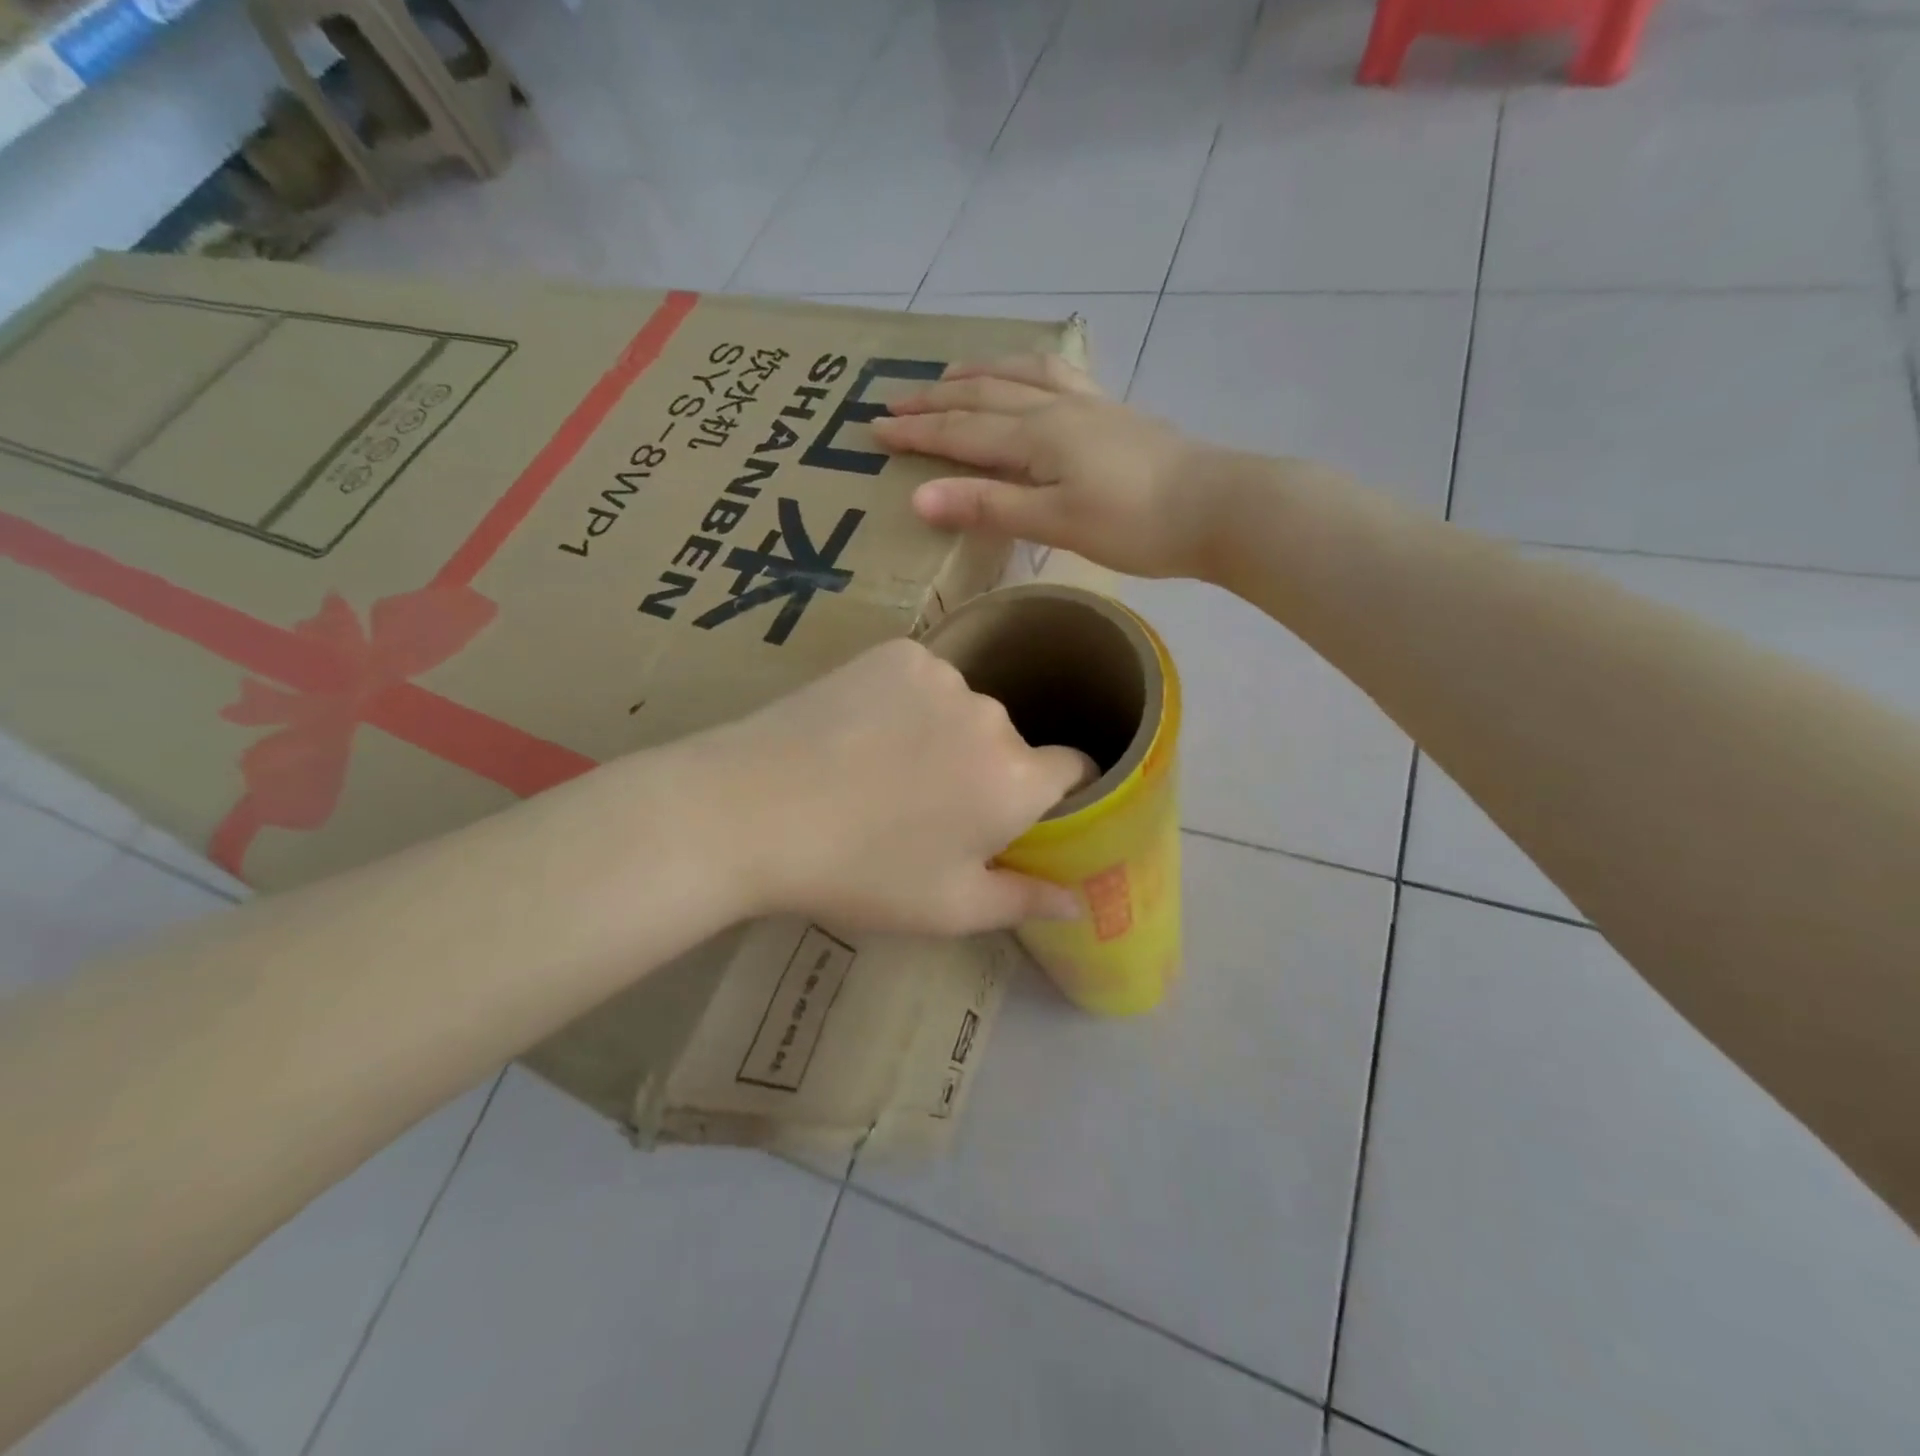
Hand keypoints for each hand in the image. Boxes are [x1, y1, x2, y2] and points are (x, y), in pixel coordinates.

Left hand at [693, 639, 1089, 935]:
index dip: (1059, 792)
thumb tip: (1080, 902)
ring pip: (965, 710)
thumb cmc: (858, 871)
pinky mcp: (896, 652)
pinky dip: (908, 702)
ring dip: (946, 734)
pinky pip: (924, 680)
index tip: (1027, 813)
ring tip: (887, 769)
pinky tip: (863, 731)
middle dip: (988, 772)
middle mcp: (992, 715)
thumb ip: (1024, 901)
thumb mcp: (947, 908)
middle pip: (1011, 743)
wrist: (751, 809)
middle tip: (931, 808)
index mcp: (1016, 779)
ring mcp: (942, 675)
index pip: (1075, 767)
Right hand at [871, 353, 1225, 579]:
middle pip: (984, 396)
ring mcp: (1088, 406)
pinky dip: (1028, 369)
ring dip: (979, 373)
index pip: (961, 431)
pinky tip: (1029, 375)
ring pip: (1020, 376)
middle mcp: (1056, 409)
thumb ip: (988, 507)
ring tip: (951, 373)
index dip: (916, 431)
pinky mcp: (1113, 414)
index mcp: (1037, 437)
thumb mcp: (1054, 522)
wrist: (1217, 507)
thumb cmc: (1134, 524)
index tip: (873, 427)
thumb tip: (918, 497)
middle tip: (895, 398)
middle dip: (935, 400)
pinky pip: (1058, 376)